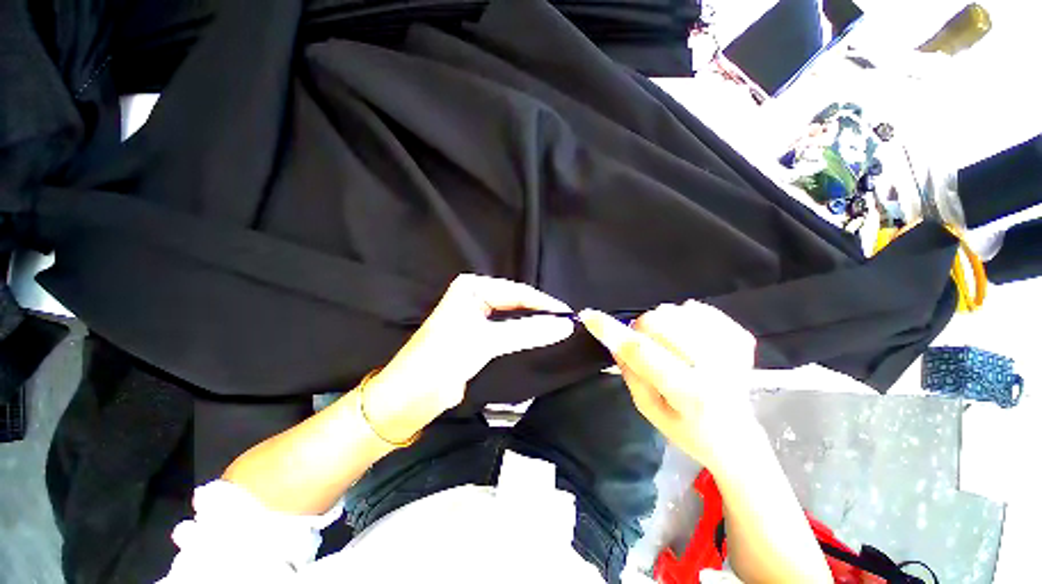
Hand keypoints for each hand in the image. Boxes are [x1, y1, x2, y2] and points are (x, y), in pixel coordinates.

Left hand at [362, 274, 574, 442]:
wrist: (408, 398)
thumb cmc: (441, 360)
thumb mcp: (485, 341)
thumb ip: (526, 332)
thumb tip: (565, 325)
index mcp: (472, 288)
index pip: (517, 292)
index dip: (544, 304)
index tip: (570, 316)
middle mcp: (475, 297)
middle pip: (516, 303)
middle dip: (540, 314)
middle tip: (568, 326)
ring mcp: (477, 317)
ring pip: (513, 318)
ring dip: (534, 326)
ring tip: (560, 332)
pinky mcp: (478, 337)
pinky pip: (507, 332)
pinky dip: (524, 336)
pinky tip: (540, 340)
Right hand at [580, 301, 760, 471]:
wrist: (737, 438)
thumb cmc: (688, 431)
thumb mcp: (649, 410)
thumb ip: (630, 373)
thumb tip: (614, 340)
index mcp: (689, 393)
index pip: (641, 352)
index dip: (611, 331)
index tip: (588, 315)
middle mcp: (714, 368)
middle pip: (658, 322)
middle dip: (641, 329)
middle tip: (647, 347)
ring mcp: (731, 350)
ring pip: (676, 310)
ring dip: (663, 324)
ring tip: (670, 346)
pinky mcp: (741, 338)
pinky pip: (699, 308)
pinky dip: (685, 317)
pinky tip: (690, 338)